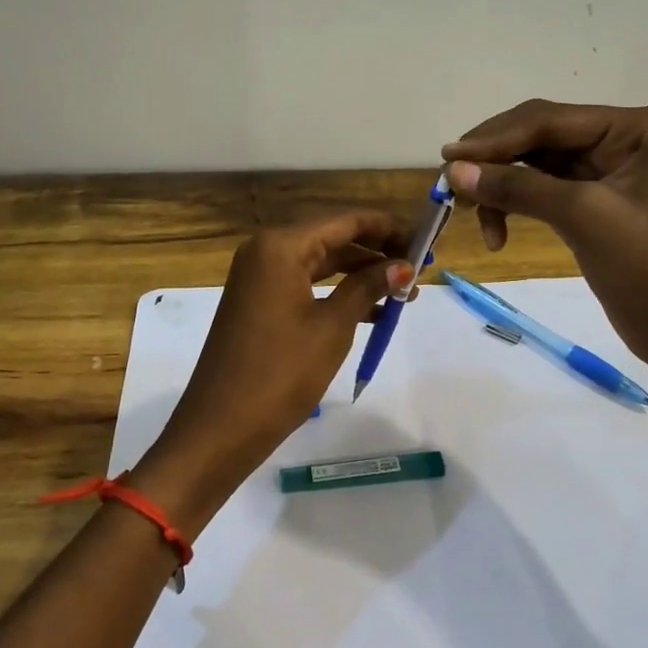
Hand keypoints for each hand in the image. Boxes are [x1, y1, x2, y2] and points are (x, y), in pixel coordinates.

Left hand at [133, 211, 411, 529]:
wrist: (222, 426)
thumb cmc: (282, 371)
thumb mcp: (333, 326)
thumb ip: (368, 287)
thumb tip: (404, 265)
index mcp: (280, 246)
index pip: (345, 222)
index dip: (387, 228)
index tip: (425, 240)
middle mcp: (266, 252)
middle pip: (332, 239)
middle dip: (376, 253)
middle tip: (420, 269)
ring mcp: (258, 279)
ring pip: (320, 265)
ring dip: (360, 276)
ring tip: (405, 294)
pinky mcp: (258, 304)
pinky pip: (305, 286)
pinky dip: (337, 295)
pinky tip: (373, 312)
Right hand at [442, 100, 647, 377]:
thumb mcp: (585, 219)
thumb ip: (518, 188)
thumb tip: (453, 171)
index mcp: (639, 127)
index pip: (551, 120)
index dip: (494, 138)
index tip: (446, 158)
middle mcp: (626, 138)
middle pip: (541, 137)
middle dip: (495, 161)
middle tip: (450, 186)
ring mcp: (611, 171)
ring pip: (537, 165)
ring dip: (502, 187)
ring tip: (470, 215)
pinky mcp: (598, 203)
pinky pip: (545, 191)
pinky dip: (517, 206)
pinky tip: (498, 232)